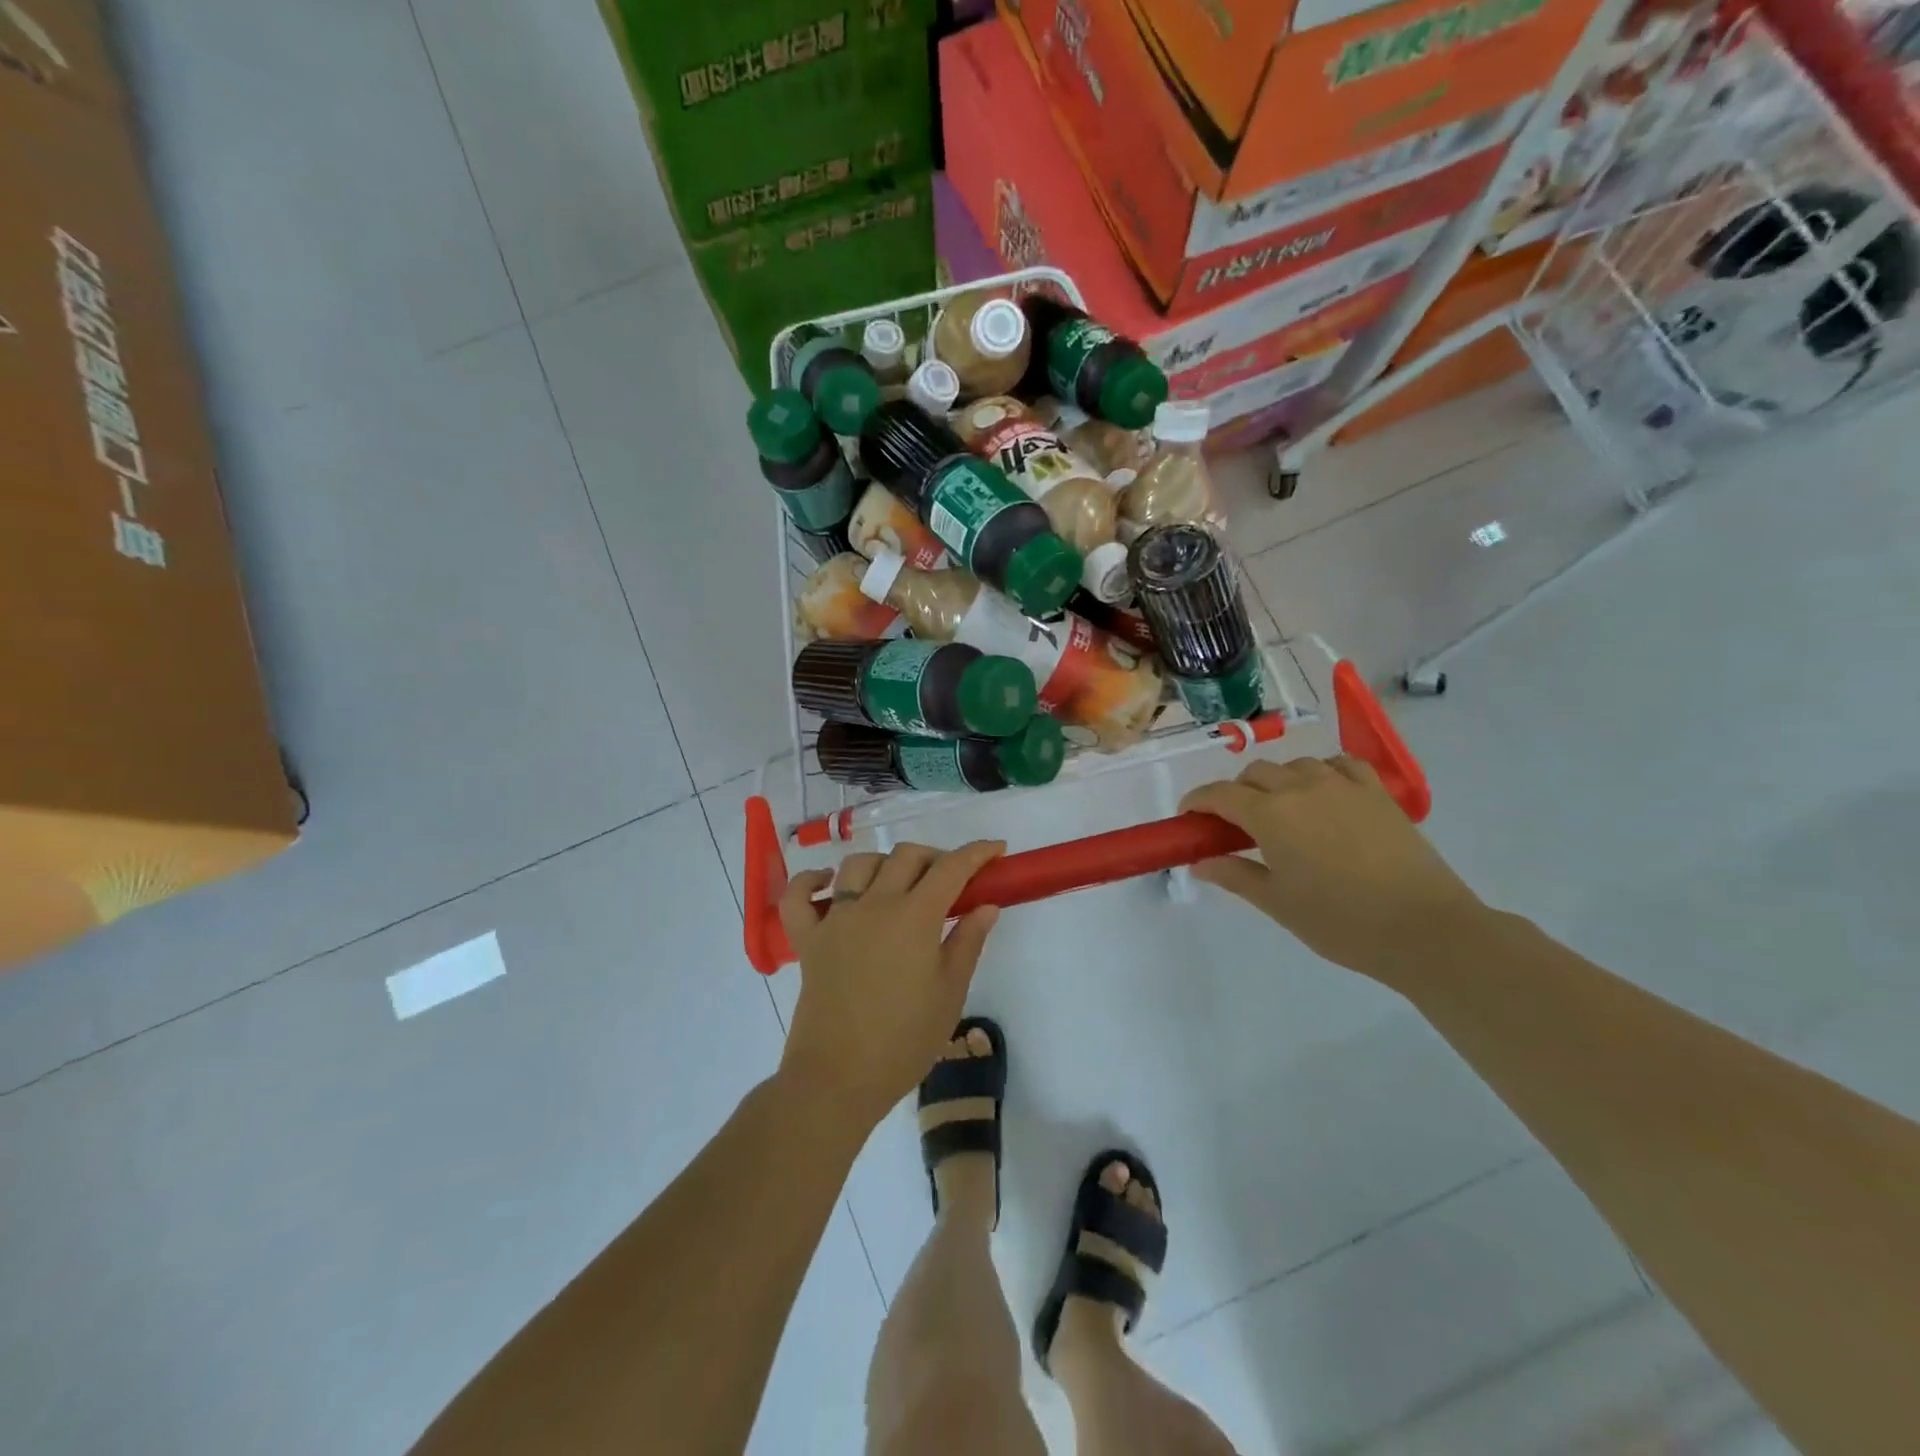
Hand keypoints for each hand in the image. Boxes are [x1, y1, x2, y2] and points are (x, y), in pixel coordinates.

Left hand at [776, 840, 1005, 1127]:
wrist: (839, 1078)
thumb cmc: (904, 1041)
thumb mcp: (950, 993)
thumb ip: (968, 942)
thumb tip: (987, 905)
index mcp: (914, 917)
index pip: (950, 868)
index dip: (976, 853)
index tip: (995, 850)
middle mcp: (873, 904)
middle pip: (905, 857)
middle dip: (935, 857)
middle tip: (951, 881)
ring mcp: (835, 919)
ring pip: (858, 864)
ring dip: (884, 863)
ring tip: (899, 883)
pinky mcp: (807, 939)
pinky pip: (799, 896)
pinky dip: (812, 881)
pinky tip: (830, 883)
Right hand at [1181, 757, 1486, 980]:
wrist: (1424, 929)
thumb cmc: (1341, 922)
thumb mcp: (1278, 903)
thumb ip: (1234, 875)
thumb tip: (1199, 863)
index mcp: (1271, 815)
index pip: (1220, 794)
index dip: (1197, 801)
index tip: (1188, 816)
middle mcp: (1302, 788)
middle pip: (1255, 773)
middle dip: (1236, 792)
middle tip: (1235, 826)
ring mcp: (1343, 786)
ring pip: (1296, 765)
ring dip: (1278, 781)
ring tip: (1282, 811)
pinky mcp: (1378, 793)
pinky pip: (1341, 764)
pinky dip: (1322, 772)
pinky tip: (1324, 793)